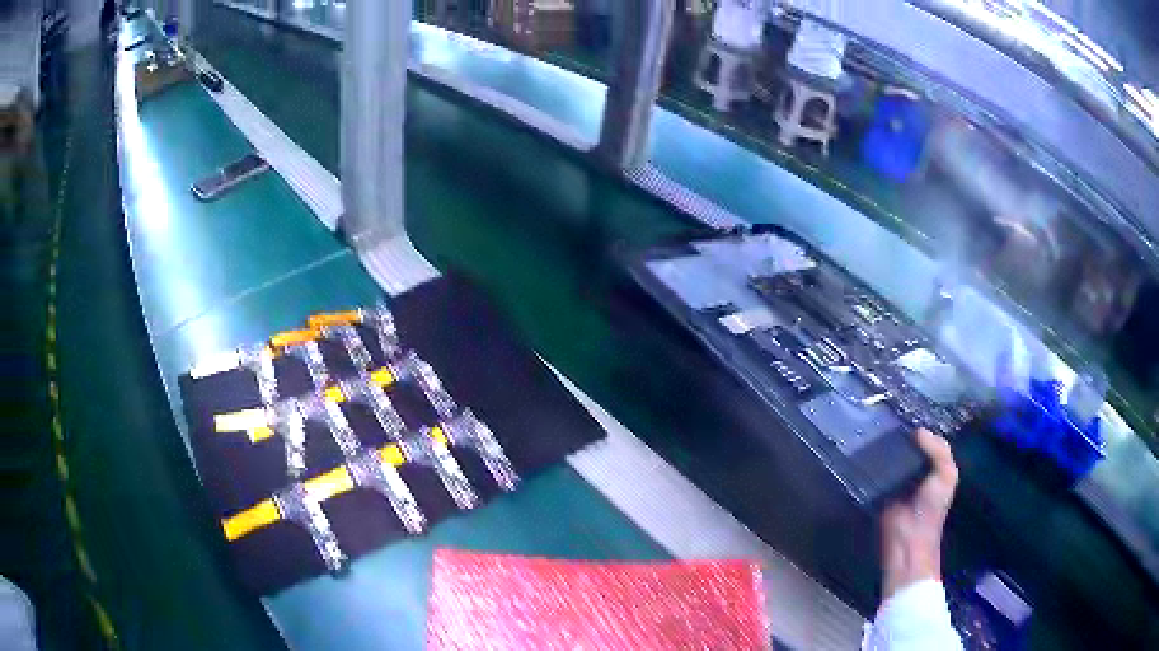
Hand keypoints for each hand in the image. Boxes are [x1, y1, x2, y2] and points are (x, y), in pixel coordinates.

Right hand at [881, 428, 958, 600]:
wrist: (909, 538)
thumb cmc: (932, 507)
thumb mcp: (946, 476)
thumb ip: (939, 451)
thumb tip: (917, 431)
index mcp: (934, 466)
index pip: (927, 440)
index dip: (920, 428)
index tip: (906, 411)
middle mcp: (916, 470)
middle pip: (907, 446)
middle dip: (899, 435)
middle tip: (886, 417)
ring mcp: (896, 480)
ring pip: (891, 457)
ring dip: (884, 448)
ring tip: (873, 429)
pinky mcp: (879, 489)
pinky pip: (877, 471)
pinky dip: (872, 463)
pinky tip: (865, 449)